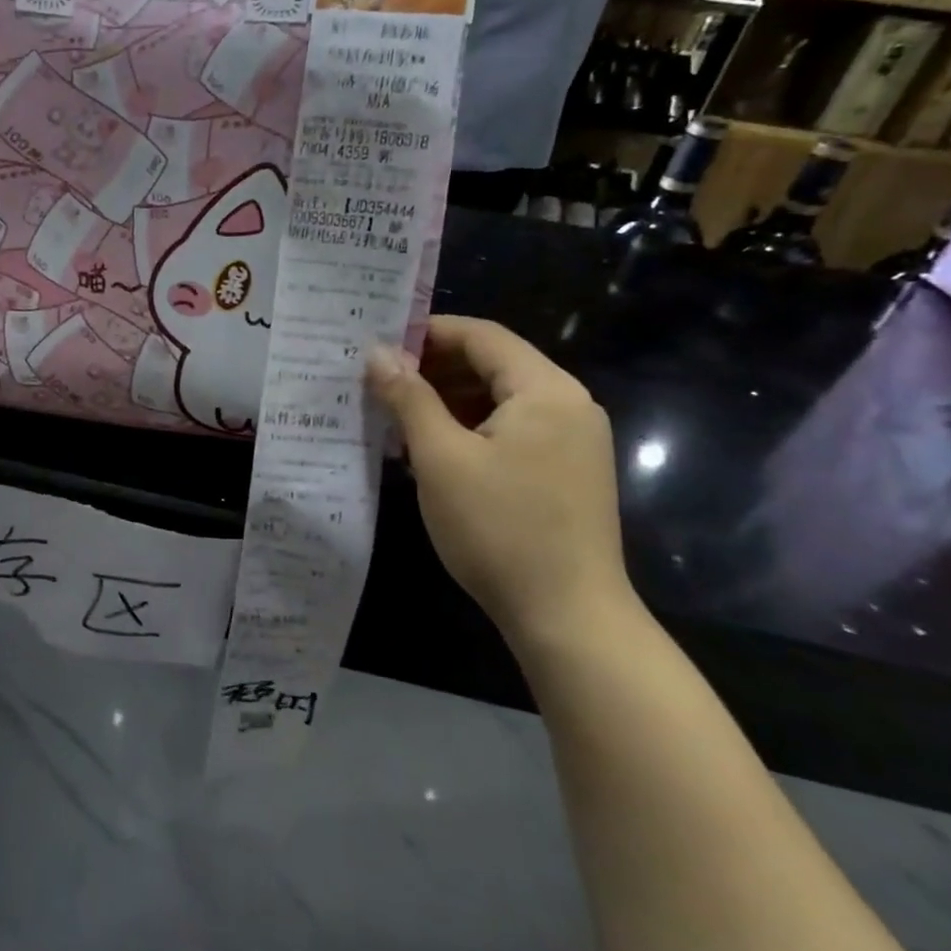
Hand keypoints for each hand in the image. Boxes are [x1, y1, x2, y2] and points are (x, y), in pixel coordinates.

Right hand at [366, 316, 632, 642]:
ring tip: (396, 413)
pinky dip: (470, 427)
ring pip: (500, 399)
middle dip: (434, 368)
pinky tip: (431, 448)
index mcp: (546, 390)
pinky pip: (512, 429)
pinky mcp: (566, 471)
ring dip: (448, 399)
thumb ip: (408, 397)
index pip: (482, 336)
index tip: (379, 344)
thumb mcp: (440, 457)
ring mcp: (573, 440)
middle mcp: (568, 405)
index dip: (428, 332)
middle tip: (379, 380)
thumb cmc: (499, 528)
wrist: (568, 618)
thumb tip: (377, 352)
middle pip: (494, 364)